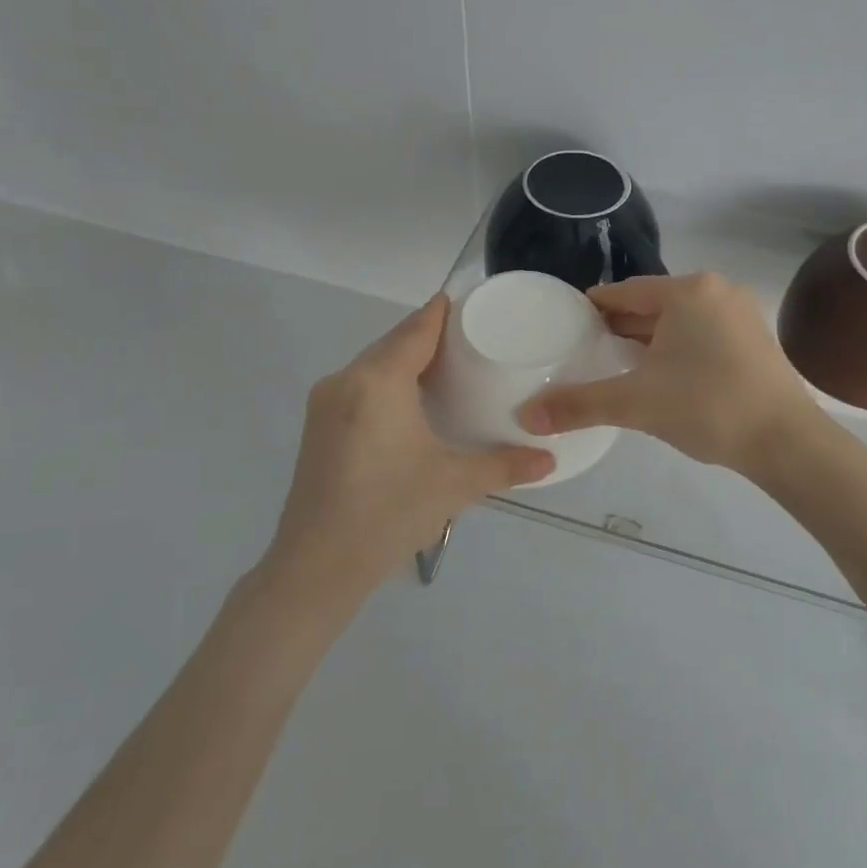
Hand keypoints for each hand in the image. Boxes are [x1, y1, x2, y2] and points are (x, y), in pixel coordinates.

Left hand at [267, 296, 552, 601]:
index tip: (467, 302)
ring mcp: (325, 404)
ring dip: (404, 359)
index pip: (415, 329)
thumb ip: (505, 465)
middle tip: (469, 339)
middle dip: (426, 335)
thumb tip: (549, 459)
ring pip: (371, 365)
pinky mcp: (318, 428)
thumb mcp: (456, 484)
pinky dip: (386, 381)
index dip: (441, 312)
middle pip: (391, 343)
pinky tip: (408, 401)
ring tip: (445, 367)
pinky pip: (358, 386)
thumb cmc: (390, 512)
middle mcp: (345, 381)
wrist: (317, 565)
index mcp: (377, 381)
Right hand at [519, 273, 818, 475]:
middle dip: (620, 327)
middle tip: (584, 350)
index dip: (593, 308)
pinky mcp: (755, 341)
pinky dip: (676, 350)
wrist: (786, 442)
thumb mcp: (636, 403)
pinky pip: (702, 336)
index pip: (625, 293)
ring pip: (679, 322)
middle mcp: (717, 292)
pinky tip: (661, 375)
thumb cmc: (707, 406)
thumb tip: (525, 416)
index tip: (567, 324)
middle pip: (653, 306)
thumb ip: (579, 405)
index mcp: (687, 291)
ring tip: (616, 364)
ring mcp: (741, 315)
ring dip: (648, 340)